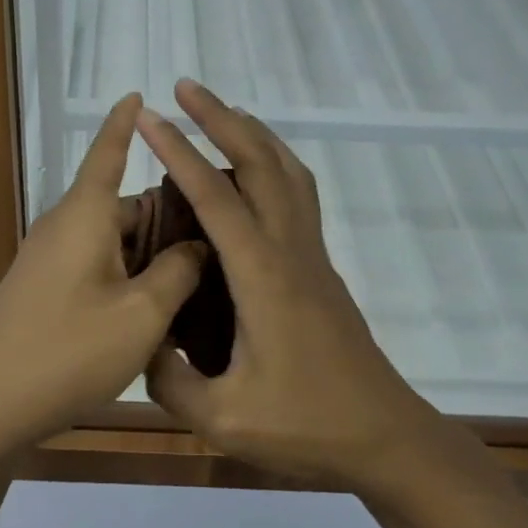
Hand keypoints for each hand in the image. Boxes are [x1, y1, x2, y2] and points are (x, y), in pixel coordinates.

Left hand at [0, 94, 205, 462]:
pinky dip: (125, 274)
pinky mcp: (41, 290)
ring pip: (110, 240)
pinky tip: (153, 306)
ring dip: (149, 253)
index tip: (137, 93)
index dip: (125, 123)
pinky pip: (93, 265)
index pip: (107, 153)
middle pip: (122, 205)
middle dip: (166, 216)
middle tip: (218, 236)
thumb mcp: (142, 314)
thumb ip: (179, 272)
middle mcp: (62, 228)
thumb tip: (198, 244)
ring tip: (197, 276)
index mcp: (84, 216)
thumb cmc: (70, 352)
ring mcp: (47, 260)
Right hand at [138, 80, 462, 488]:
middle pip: (260, 164)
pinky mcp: (320, 269)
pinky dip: (275, 164)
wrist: (385, 438)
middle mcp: (290, 252)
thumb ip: (170, 380)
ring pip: (288, 173)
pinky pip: (298, 196)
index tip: (150, 118)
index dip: (179, 153)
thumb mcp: (223, 419)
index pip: (216, 198)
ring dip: (254, 135)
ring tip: (222, 113)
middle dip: (222, 119)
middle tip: (184, 89)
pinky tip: (257, 173)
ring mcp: (312, 257)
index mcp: (263, 277)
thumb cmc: (307, 427)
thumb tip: (142, 342)